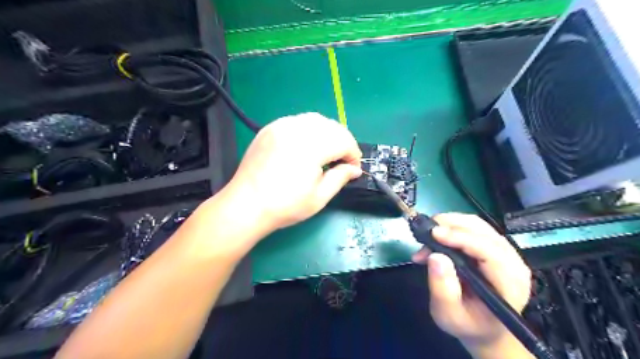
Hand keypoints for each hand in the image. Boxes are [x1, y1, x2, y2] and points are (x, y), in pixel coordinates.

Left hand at [227, 115, 361, 230]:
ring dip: (327, 133)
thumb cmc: (285, 206)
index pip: (344, 141)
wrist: (246, 205)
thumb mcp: (319, 197)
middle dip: (343, 142)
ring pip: (315, 120)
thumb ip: (340, 178)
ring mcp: (280, 126)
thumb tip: (355, 169)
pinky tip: (307, 146)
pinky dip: (309, 130)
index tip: (353, 169)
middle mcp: (297, 129)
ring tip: (326, 152)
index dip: (353, 154)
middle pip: (331, 126)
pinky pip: (297, 121)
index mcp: (311, 147)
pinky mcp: (270, 128)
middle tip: (342, 161)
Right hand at [413, 214, 533, 352]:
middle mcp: (513, 262)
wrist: (484, 328)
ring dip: (449, 223)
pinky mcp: (493, 246)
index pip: (488, 250)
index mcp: (509, 283)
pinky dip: (452, 227)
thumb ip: (443, 288)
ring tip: (427, 235)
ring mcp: (505, 252)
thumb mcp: (450, 315)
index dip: (461, 238)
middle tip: (425, 231)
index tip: (434, 234)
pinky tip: (436, 237)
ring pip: (477, 224)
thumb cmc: (468, 324)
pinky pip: (473, 228)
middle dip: (451, 225)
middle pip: (483, 230)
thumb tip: (435, 256)